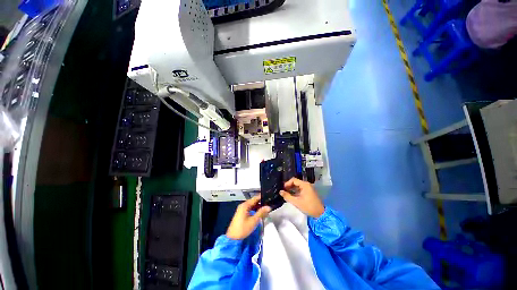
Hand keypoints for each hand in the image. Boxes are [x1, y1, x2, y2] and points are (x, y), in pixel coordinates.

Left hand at [226, 195, 270, 239]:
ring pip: (252, 206)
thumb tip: (268, 207)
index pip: (255, 198)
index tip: (268, 197)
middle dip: (261, 203)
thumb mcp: (254, 220)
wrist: (233, 238)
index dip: (262, 197)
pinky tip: (259, 213)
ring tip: (266, 209)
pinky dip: (255, 210)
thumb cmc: (243, 228)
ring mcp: (241, 209)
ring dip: (258, 207)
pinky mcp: (241, 214)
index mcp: (245, 205)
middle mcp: (243, 205)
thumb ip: (261, 212)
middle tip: (268, 204)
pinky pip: (250, 209)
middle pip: (253, 201)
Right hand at [280, 178, 324, 217]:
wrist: (320, 213)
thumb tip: (280, 192)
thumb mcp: (296, 202)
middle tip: (284, 191)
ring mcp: (308, 188)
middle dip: (289, 186)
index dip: (287, 183)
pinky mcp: (309, 191)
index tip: (283, 189)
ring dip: (292, 189)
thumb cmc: (308, 207)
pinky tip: (292, 196)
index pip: (293, 180)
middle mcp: (307, 184)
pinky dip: (296, 191)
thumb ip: (287, 196)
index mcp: (304, 185)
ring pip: (298, 186)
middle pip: (295, 182)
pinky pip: (300, 189)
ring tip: (287, 194)